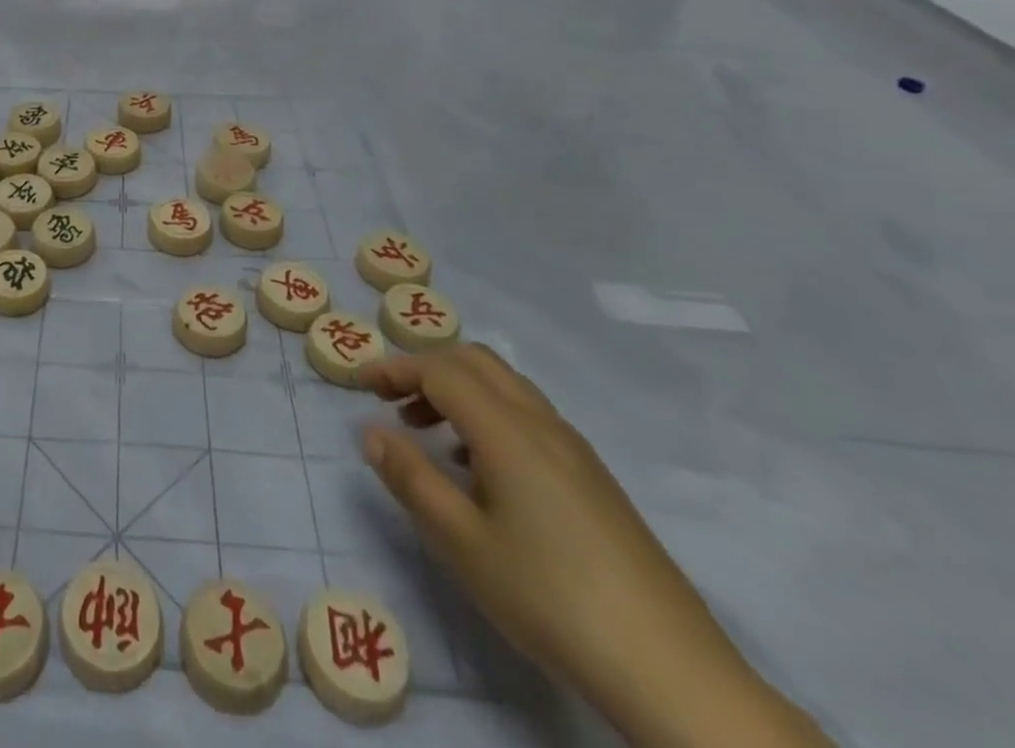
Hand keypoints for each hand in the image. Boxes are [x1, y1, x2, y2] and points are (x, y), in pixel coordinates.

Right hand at [359, 346, 830, 747]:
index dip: (396, 369)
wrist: (672, 671)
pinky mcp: (594, 478)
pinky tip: (480, 471)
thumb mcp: (462, 542)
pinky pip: (528, 417)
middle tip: (392, 402)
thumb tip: (370, 431)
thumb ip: (410, 478)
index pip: (441, 370)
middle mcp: (542, 423)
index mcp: (507, 430)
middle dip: (427, 369)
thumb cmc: (550, 597)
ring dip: (459, 392)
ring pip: (505, 387)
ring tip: (428, 435)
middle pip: (476, 362)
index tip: (361, 385)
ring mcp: (575, 449)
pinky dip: (489, 416)